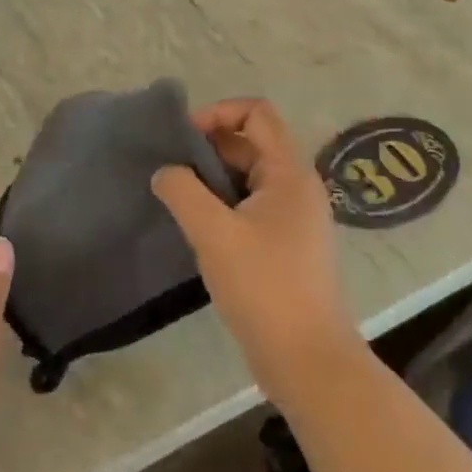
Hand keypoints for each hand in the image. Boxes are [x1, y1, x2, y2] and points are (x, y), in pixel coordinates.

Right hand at [152, 99, 358, 407]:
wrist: (306, 359)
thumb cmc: (263, 286)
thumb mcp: (214, 233)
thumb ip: (183, 192)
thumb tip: (165, 172)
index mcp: (289, 173)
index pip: (257, 113)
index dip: (218, 113)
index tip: (183, 138)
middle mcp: (297, 187)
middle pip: (251, 143)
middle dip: (208, 148)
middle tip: (170, 171)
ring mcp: (294, 218)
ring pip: (248, 177)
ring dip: (212, 179)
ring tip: (177, 198)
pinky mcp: (286, 245)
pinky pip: (250, 206)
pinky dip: (223, 204)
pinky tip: (197, 227)